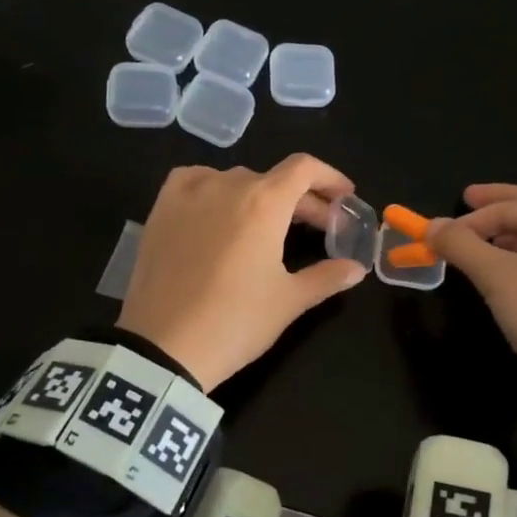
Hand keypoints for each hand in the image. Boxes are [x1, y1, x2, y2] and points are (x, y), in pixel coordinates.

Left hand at [117, 154, 367, 391]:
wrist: (163, 347)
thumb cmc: (236, 322)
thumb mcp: (288, 301)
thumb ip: (326, 277)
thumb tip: (357, 269)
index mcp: (264, 201)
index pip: (304, 169)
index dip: (330, 178)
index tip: (344, 198)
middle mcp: (226, 185)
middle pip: (272, 179)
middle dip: (301, 200)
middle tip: (317, 228)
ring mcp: (188, 194)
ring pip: (234, 181)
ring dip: (259, 197)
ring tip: (267, 226)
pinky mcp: (160, 210)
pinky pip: (193, 182)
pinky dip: (214, 189)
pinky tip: (218, 210)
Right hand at [426, 184, 516, 421]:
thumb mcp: (496, 277)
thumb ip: (461, 245)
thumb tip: (431, 225)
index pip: (512, 206)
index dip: (471, 218)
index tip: (441, 234)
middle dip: (502, 203)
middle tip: (469, 201)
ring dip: (516, 230)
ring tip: (486, 240)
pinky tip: (515, 269)